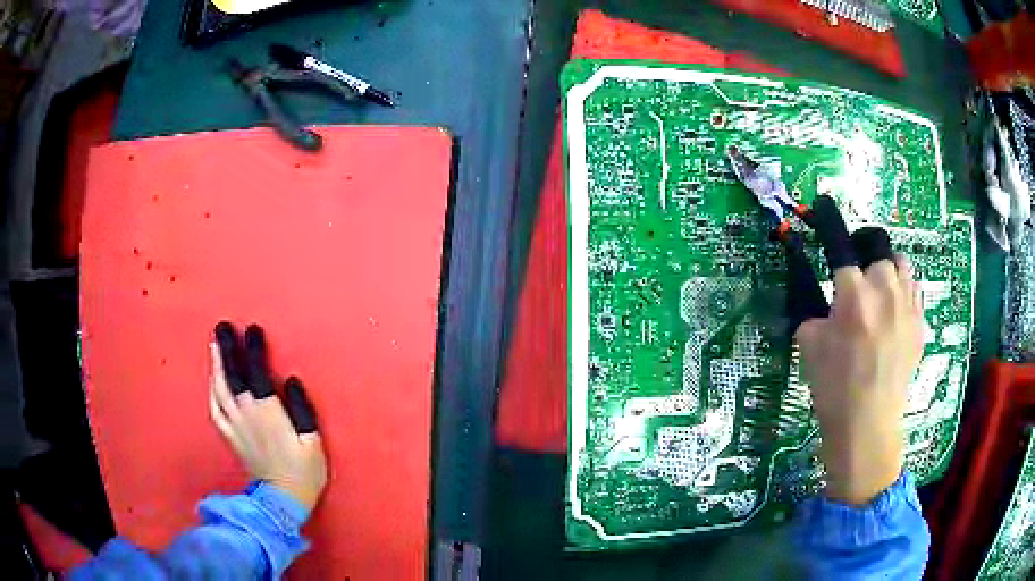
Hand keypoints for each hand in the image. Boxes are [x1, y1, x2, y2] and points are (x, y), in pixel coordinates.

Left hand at [209, 322, 327, 511]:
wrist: (282, 500)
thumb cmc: (303, 471)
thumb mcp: (312, 440)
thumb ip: (301, 408)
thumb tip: (291, 380)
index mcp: (268, 412)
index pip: (257, 371)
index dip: (254, 349)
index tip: (252, 328)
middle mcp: (246, 414)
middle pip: (232, 375)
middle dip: (227, 348)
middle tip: (222, 326)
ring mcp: (234, 426)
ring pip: (220, 389)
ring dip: (216, 364)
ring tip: (215, 345)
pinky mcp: (229, 437)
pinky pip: (215, 409)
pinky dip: (211, 391)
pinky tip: (211, 381)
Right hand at [795, 255, 922, 504]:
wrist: (868, 425)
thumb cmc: (834, 388)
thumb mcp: (809, 346)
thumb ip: (815, 312)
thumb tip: (822, 300)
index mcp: (853, 294)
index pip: (843, 251)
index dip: (833, 244)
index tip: (829, 243)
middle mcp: (885, 291)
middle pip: (878, 253)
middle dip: (866, 264)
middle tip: (858, 286)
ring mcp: (907, 307)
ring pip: (902, 265)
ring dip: (889, 272)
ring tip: (881, 293)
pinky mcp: (920, 324)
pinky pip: (914, 292)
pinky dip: (904, 294)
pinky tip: (894, 315)